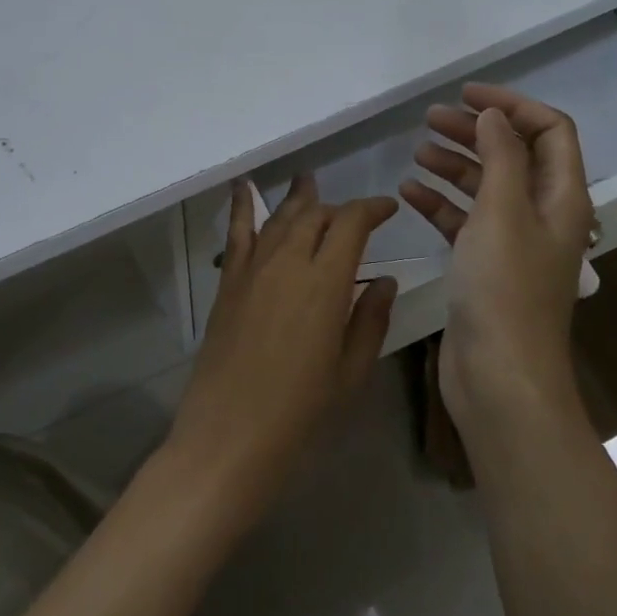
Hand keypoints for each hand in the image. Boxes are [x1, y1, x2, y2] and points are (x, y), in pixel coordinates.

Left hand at [166, 174, 398, 520]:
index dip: (371, 209)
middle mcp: (287, 262)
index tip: (388, 208)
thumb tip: (385, 281)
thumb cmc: (301, 412)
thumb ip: (369, 319)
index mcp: (325, 282)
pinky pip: (237, 234)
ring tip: (308, 181)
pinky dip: (242, 206)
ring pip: (279, 218)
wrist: (230, 435)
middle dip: (338, 209)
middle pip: (315, 215)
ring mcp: (252, 270)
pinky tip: (243, 186)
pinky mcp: (228, 284)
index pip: (351, 224)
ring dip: (298, 200)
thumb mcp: (350, 371)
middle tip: (354, 218)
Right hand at [400, 85, 595, 436]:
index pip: (549, 131)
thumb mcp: (502, 211)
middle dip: (475, 131)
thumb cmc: (504, 288)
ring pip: (484, 187)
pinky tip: (408, 192)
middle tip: (430, 117)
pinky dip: (439, 203)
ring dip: (453, 164)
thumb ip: (500, 156)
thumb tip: (495, 115)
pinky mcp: (483, 266)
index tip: (466, 94)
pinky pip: (463, 221)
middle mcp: (541, 215)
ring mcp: (512, 243)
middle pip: (513, 155)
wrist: (498, 375)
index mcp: (561, 197)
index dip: (512, 105)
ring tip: (416, 151)